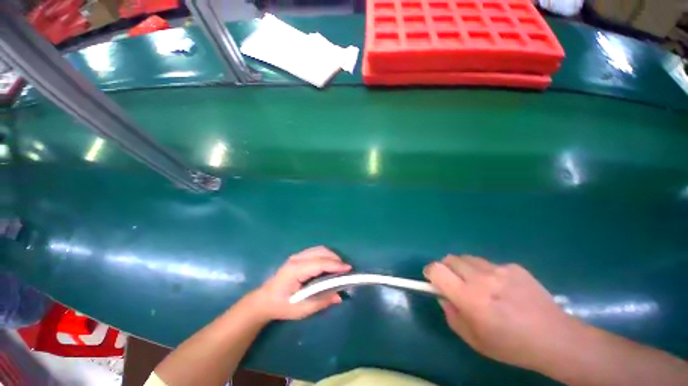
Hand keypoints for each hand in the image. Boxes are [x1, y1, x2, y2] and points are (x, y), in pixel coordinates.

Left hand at [248, 246, 350, 321]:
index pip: (319, 263)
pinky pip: (315, 251)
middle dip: (335, 258)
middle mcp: (297, 259)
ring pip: (319, 249)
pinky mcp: (298, 257)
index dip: (335, 265)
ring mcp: (297, 256)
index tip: (348, 268)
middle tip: (345, 269)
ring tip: (339, 267)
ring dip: (331, 256)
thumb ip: (321, 301)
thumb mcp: (301, 309)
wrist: (264, 300)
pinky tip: (329, 265)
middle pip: (320, 252)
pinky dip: (325, 256)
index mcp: (296, 270)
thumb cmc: (282, 306)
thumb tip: (339, 296)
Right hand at [424, 255, 580, 370]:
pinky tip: (503, 288)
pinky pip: (490, 264)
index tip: (431, 278)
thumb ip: (451, 315)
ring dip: (465, 268)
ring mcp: (499, 269)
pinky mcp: (514, 267)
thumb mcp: (474, 340)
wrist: (554, 338)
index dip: (430, 271)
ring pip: (468, 258)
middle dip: (446, 268)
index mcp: (469, 297)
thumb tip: (443, 296)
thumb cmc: (511, 345)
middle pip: (450, 259)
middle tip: (455, 282)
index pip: (437, 269)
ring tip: (477, 284)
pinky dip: (487, 272)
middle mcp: (481, 278)